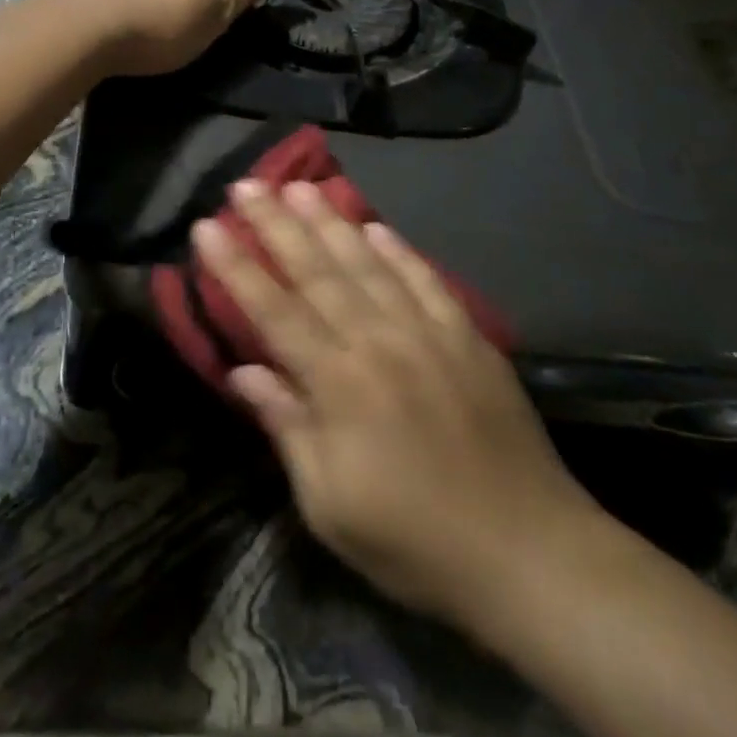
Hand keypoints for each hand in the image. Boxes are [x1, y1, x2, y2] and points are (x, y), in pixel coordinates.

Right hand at [193, 181, 599, 630]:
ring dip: (330, 221)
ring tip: (299, 186)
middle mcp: (378, 342)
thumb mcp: (330, 506)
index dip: (236, 266)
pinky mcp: (468, 336)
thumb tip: (244, 371)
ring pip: (367, 262)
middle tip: (246, 184)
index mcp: (338, 384)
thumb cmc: (414, 541)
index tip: (207, 226)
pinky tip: (375, 227)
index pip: (273, 310)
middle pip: (316, 270)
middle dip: (275, 223)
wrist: (529, 552)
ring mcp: (427, 332)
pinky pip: (425, 279)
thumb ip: (288, 427)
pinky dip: (398, 250)